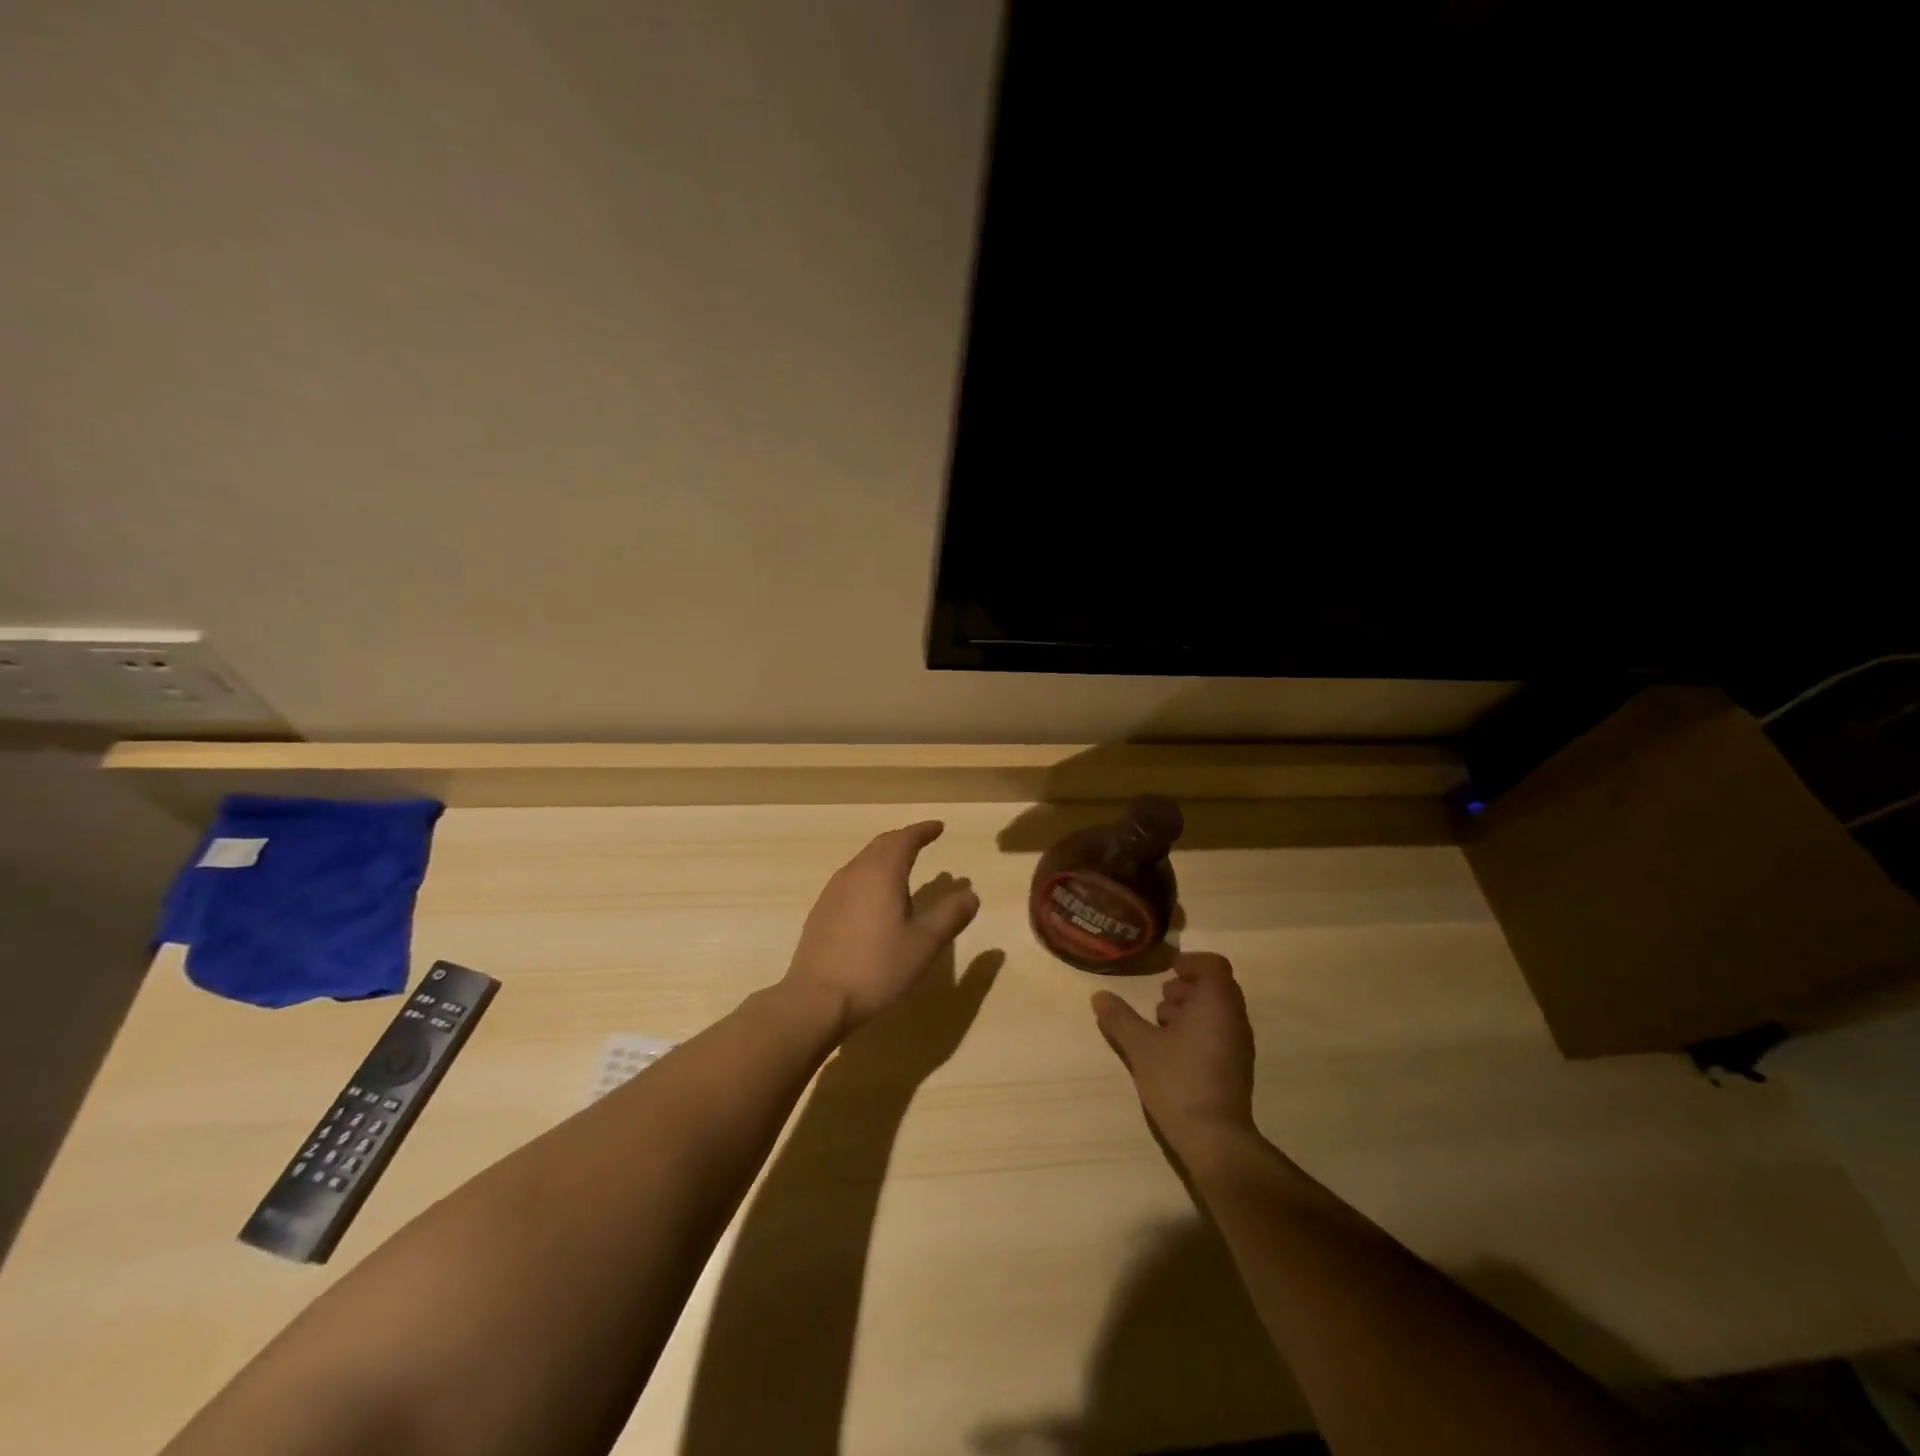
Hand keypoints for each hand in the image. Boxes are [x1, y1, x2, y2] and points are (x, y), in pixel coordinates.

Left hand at [784, 821, 980, 1036]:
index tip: (939, 827)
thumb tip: (970, 894)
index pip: (905, 839)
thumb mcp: (924, 943)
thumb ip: (950, 915)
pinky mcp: (822, 911)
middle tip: (923, 841)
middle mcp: (855, 872)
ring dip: (885, 858)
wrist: (817, 998)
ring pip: (864, 861)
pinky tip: (875, 900)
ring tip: (903, 868)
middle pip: (882, 845)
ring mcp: (833, 891)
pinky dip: (870, 876)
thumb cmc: (877, 967)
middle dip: (904, 839)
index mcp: (882, 872)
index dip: (923, 831)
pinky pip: (851, 880)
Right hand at [1091, 952, 1256, 1141]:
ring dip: (1191, 1011)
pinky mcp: (1238, 1067)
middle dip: (1186, 988)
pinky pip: (1221, 1033)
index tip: (1166, 974)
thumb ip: (1119, 1017)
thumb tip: (1099, 995)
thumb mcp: (1140, 1046)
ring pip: (1218, 1011)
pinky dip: (1200, 1031)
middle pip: (1216, 986)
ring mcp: (1240, 1044)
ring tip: (1162, 1029)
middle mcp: (1234, 1018)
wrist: (1214, 1138)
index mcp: (1215, 1003)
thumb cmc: (1178, 1080)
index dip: (1190, 963)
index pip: (1214, 965)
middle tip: (1161, 1004)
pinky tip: (1174, 1053)